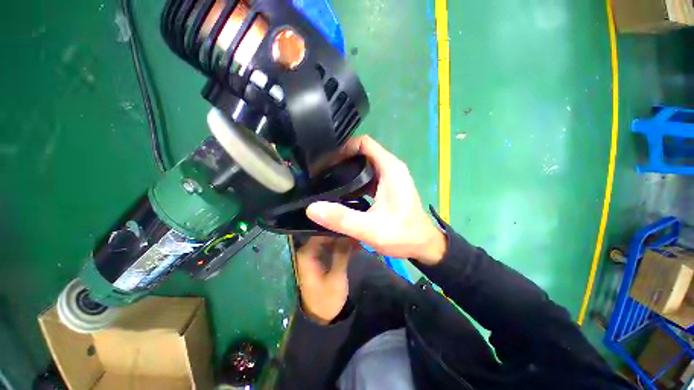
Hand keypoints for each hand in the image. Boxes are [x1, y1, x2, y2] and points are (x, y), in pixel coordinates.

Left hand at [294, 236, 355, 323]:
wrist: (321, 319)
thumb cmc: (326, 300)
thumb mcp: (336, 277)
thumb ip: (341, 253)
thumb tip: (348, 233)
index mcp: (307, 253)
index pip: (320, 232)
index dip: (335, 228)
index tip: (351, 225)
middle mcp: (308, 250)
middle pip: (325, 234)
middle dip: (341, 233)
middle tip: (358, 232)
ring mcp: (315, 254)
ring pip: (330, 240)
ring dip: (344, 240)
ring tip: (360, 239)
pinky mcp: (321, 258)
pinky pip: (332, 247)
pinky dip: (342, 246)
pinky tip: (356, 246)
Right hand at [306, 136, 445, 264]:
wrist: (423, 245)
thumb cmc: (402, 235)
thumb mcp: (370, 229)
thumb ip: (342, 219)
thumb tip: (312, 208)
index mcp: (390, 168)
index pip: (364, 143)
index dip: (344, 148)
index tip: (327, 161)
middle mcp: (391, 167)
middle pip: (363, 152)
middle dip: (342, 159)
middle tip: (323, 172)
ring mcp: (390, 176)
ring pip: (365, 164)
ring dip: (348, 169)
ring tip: (328, 180)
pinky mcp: (388, 186)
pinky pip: (368, 175)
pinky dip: (355, 179)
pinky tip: (343, 191)